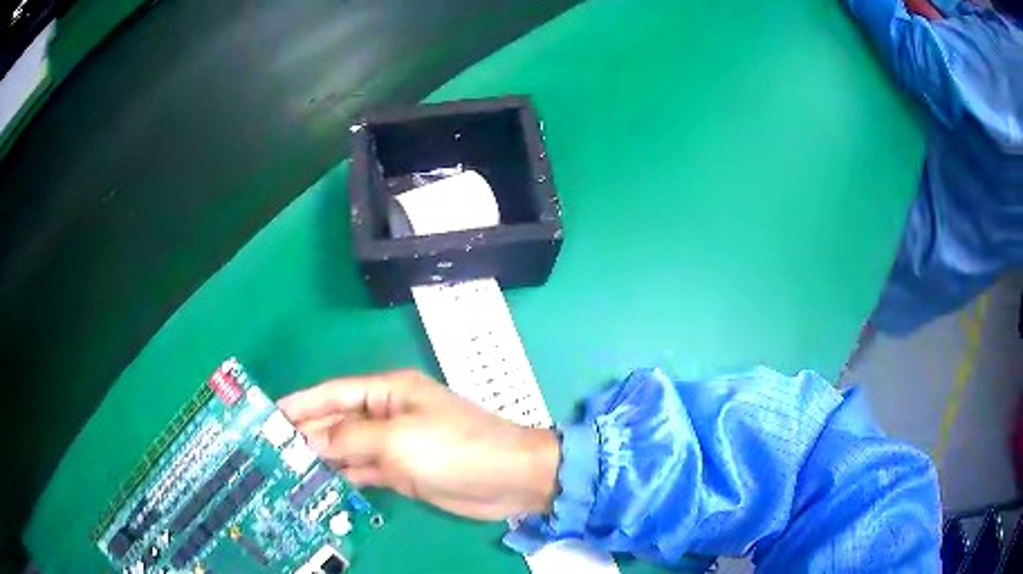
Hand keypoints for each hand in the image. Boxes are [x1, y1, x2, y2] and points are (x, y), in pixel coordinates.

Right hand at [278, 370, 559, 520]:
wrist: (511, 479)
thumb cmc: (456, 448)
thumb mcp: (399, 438)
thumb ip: (350, 437)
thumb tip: (308, 439)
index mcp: (387, 392)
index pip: (332, 394)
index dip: (300, 404)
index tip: (268, 416)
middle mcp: (386, 416)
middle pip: (336, 423)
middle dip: (305, 435)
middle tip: (268, 452)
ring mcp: (394, 447)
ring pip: (347, 450)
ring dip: (320, 460)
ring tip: (284, 472)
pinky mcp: (402, 473)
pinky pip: (364, 473)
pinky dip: (343, 480)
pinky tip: (319, 488)